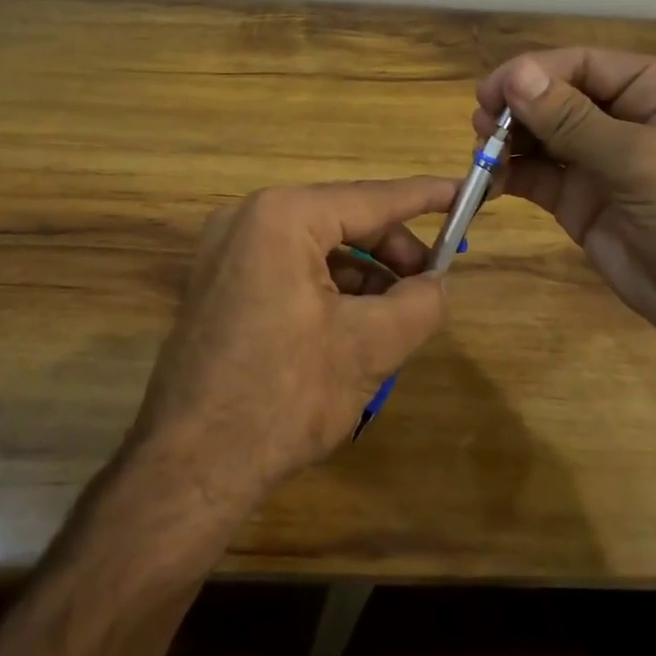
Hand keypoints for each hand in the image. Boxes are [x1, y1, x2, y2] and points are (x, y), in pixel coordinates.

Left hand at [128, 178, 453, 509]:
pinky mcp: (218, 282)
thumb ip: (420, 303)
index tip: (464, 191)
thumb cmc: (284, 394)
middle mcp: (247, 218)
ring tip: (395, 314)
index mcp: (282, 217)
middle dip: (391, 250)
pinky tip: (353, 324)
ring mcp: (225, 250)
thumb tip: (436, 284)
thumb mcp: (370, 346)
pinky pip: (287, 267)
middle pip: (341, 219)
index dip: (424, 197)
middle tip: (428, 283)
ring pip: (315, 247)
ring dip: (361, 273)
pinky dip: (327, 287)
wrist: (192, 464)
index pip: (370, 198)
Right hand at [475, 50, 655, 355]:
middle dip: (516, 109)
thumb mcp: (643, 164)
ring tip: (481, 157)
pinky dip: (509, 175)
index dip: (531, 74)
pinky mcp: (580, 197)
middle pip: (554, 95)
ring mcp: (600, 159)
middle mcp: (625, 115)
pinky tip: (488, 184)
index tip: (488, 95)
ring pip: (539, 134)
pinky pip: (536, 175)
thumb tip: (515, 76)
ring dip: (507, 141)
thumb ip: (575, 120)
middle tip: (481, 129)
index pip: (581, 64)